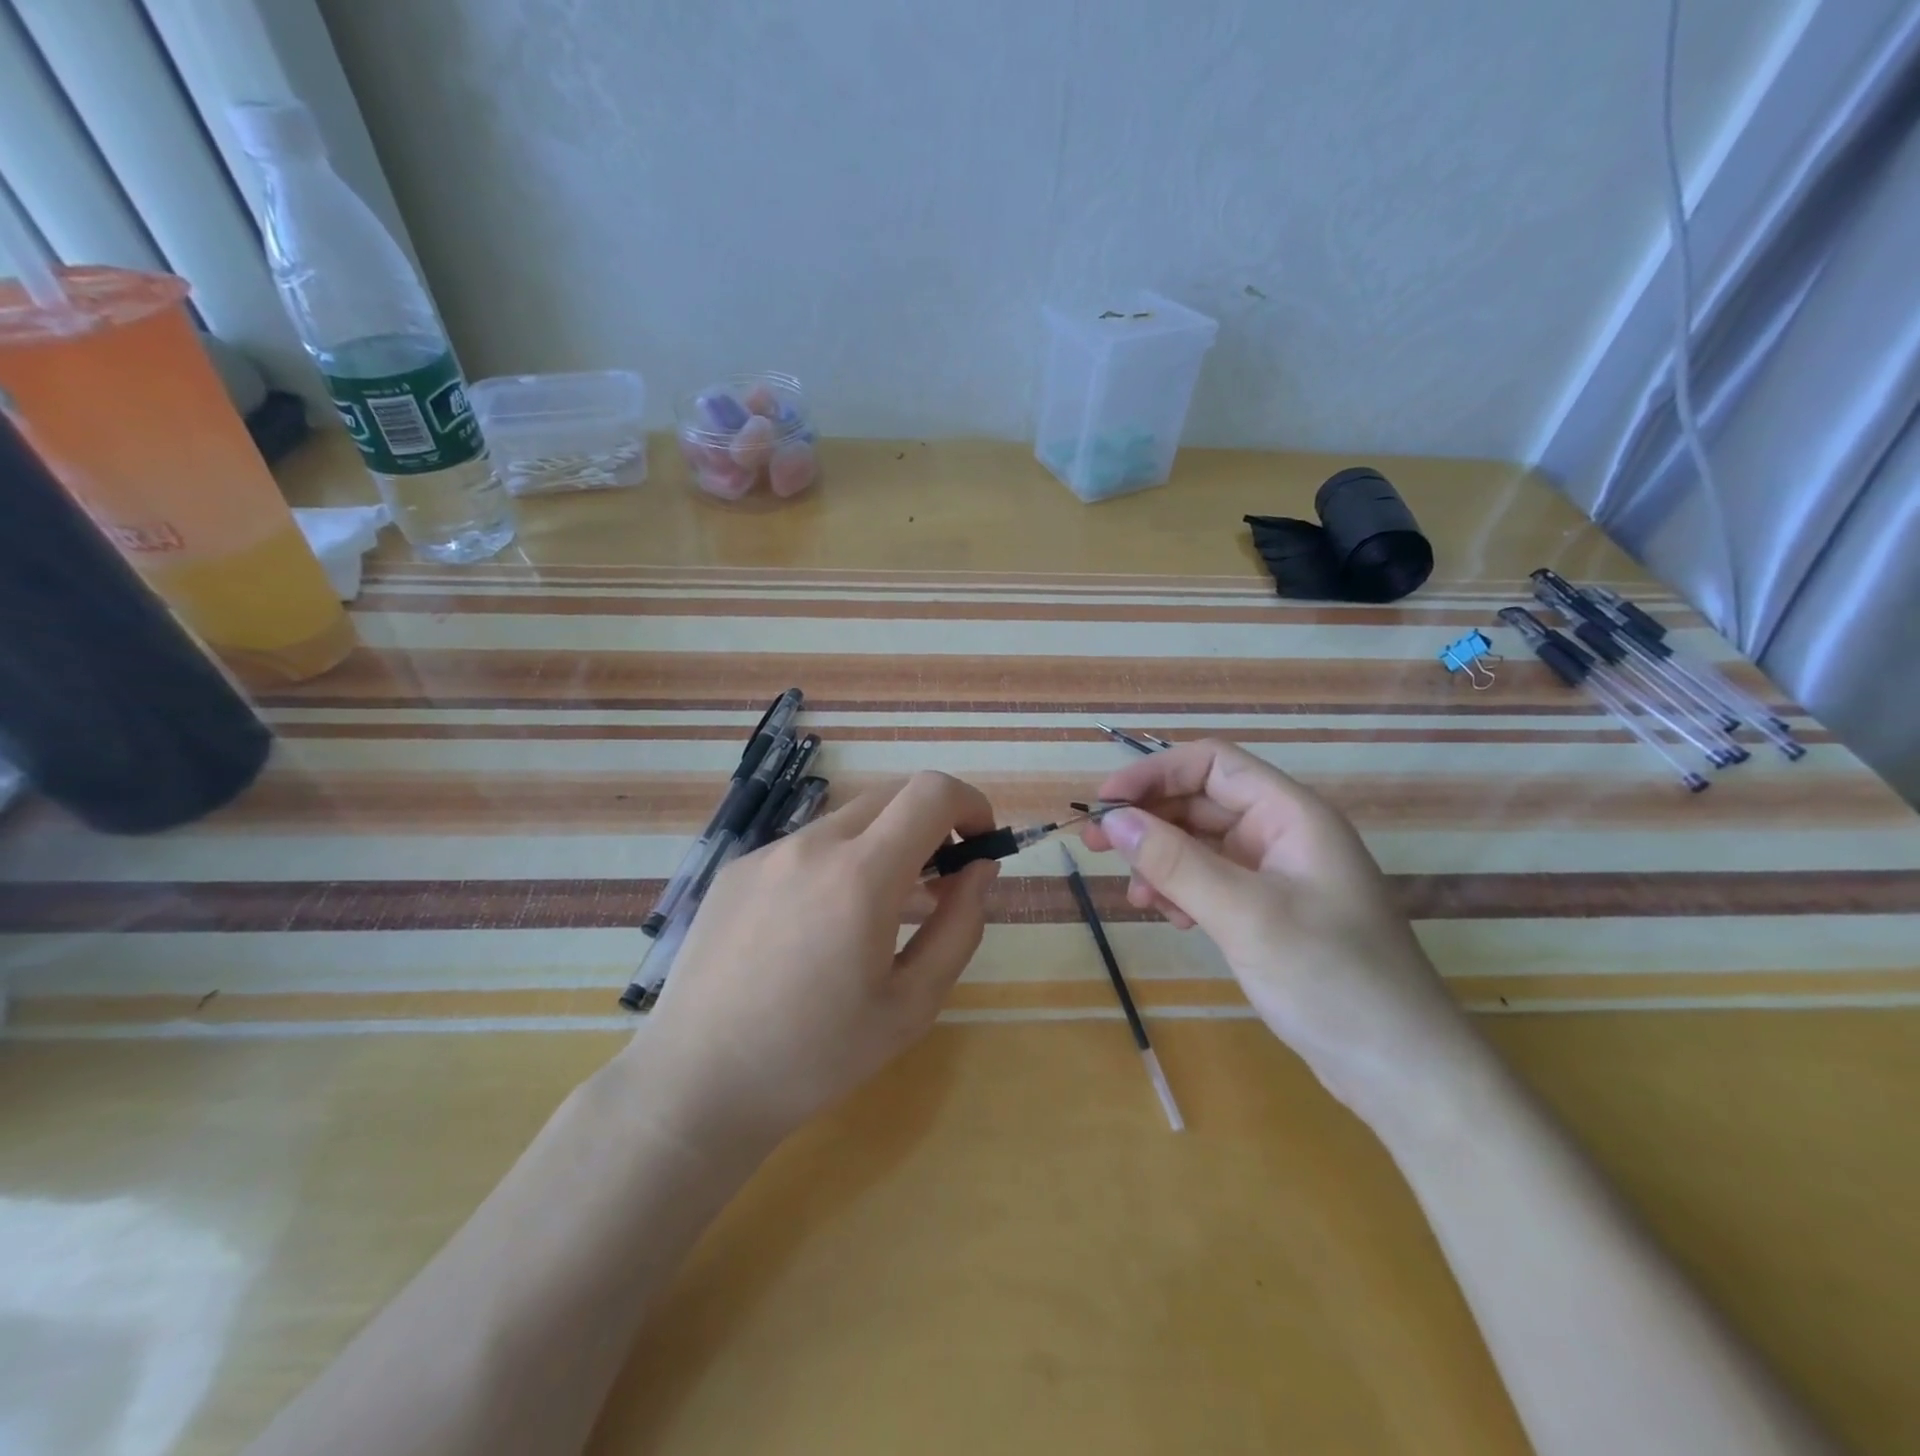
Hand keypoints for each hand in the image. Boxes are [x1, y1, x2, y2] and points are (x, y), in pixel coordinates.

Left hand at [639, 772, 998, 1147]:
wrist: (697, 1084)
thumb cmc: (817, 1056)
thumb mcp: (913, 1005)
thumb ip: (960, 926)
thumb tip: (980, 867)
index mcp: (860, 875)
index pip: (931, 792)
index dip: (970, 804)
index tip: (980, 843)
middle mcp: (811, 846)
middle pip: (892, 796)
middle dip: (931, 824)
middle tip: (939, 884)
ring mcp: (767, 853)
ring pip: (848, 821)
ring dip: (883, 846)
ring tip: (881, 912)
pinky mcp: (736, 870)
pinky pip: (805, 847)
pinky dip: (836, 864)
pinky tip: (819, 927)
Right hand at [1081, 740, 1479, 1118]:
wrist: (1403, 1071)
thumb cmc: (1331, 979)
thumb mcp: (1246, 915)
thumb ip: (1176, 862)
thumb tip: (1113, 818)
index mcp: (1292, 815)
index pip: (1213, 764)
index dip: (1155, 772)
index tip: (1105, 802)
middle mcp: (1284, 835)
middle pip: (1203, 801)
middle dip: (1150, 819)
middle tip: (1097, 847)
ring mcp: (1278, 875)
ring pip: (1202, 843)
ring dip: (1162, 859)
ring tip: (1136, 896)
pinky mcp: (1270, 912)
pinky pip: (1213, 882)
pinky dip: (1182, 890)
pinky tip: (1169, 917)